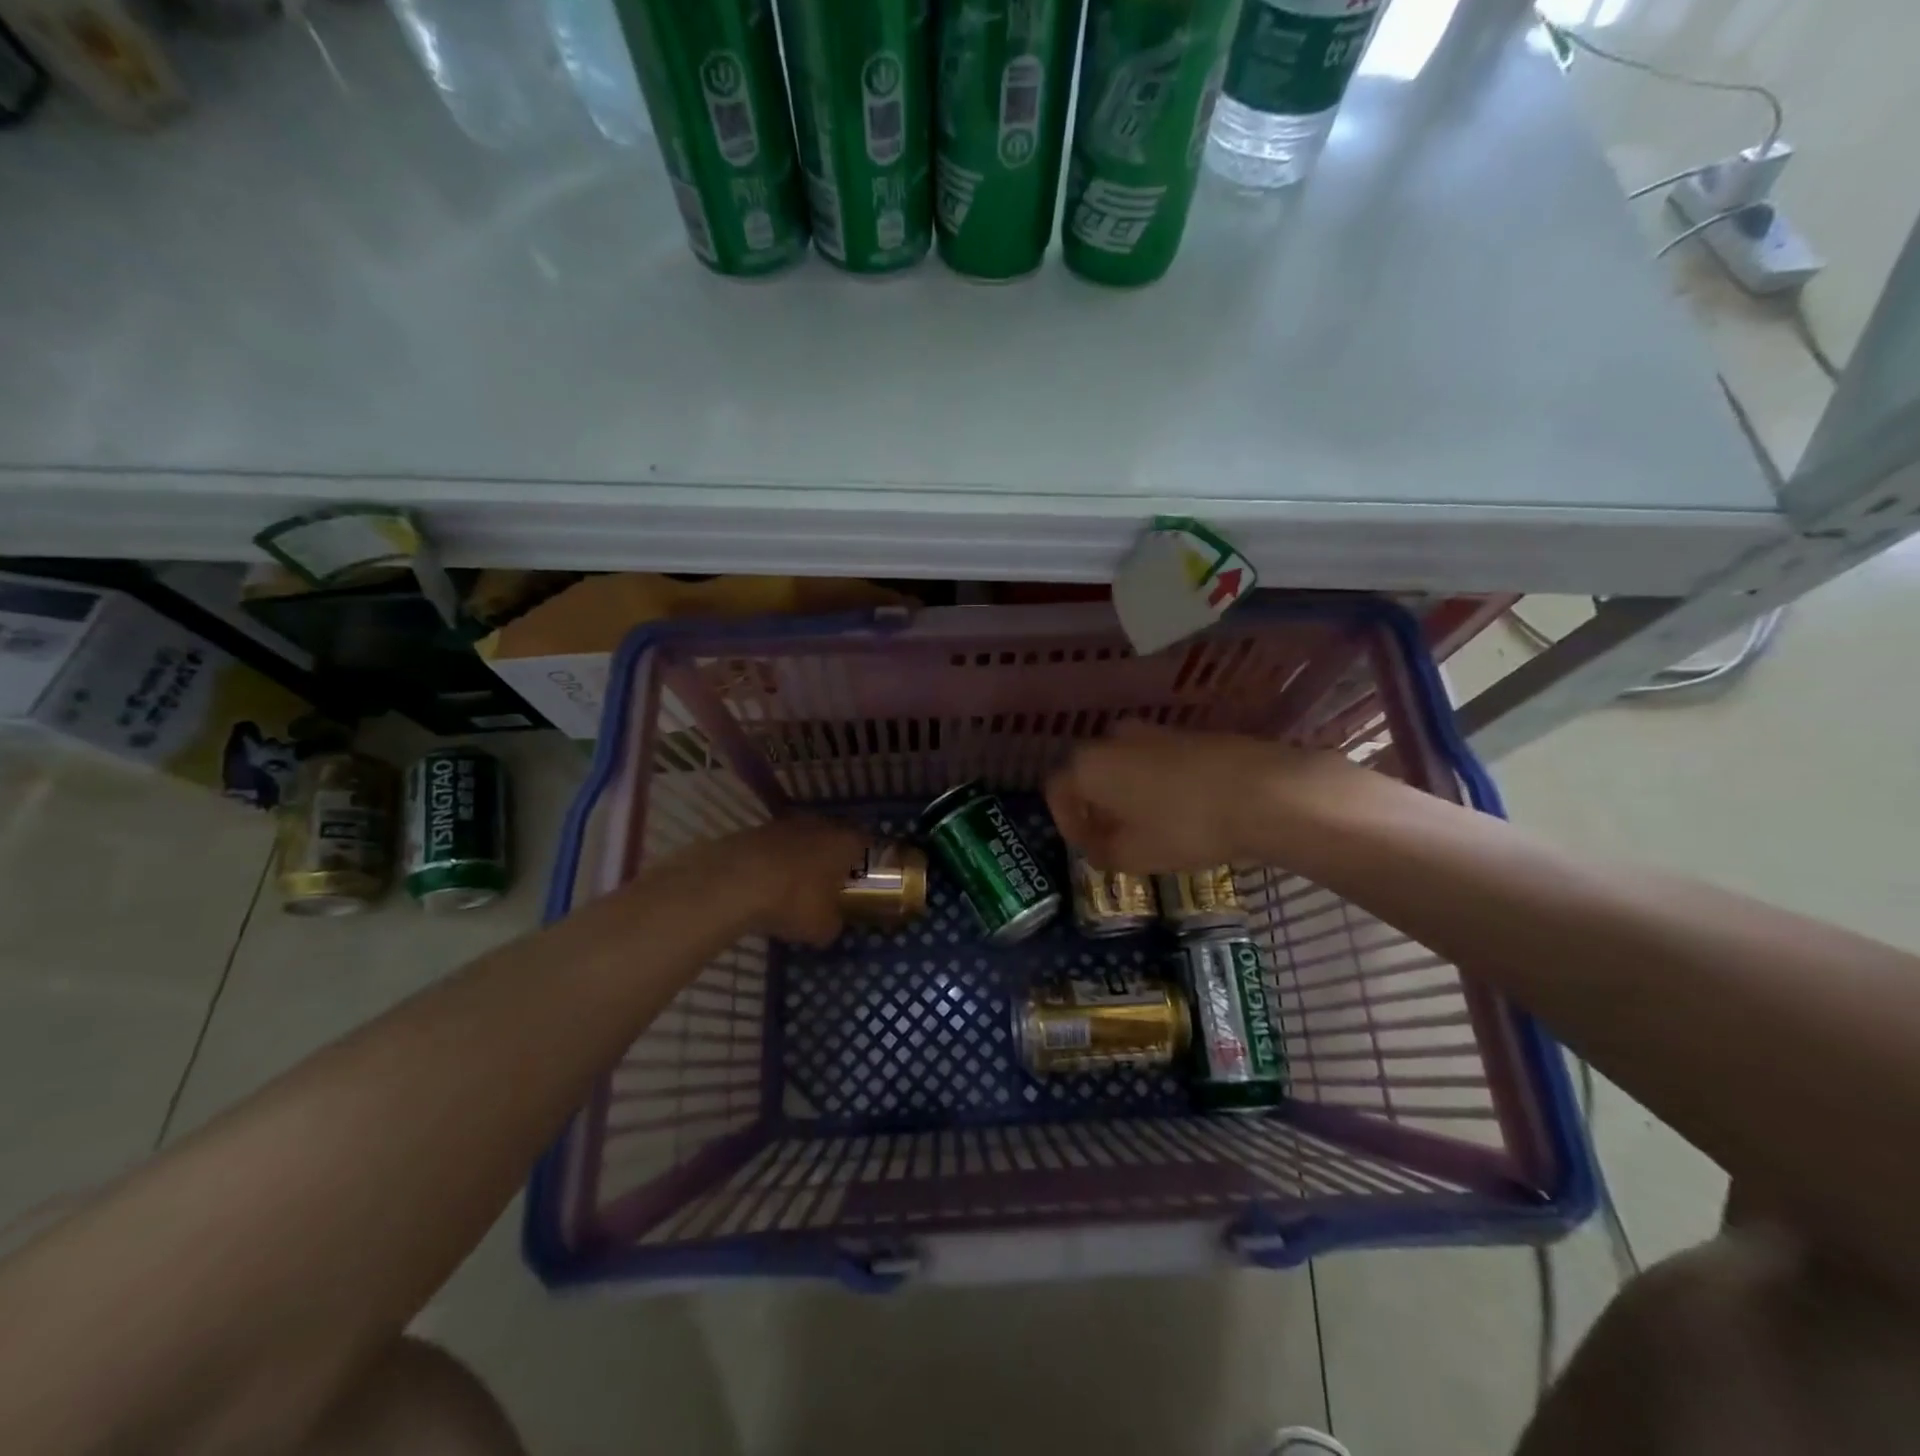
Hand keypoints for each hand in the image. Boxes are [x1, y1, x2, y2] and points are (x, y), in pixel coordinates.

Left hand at [731, 816, 871, 946]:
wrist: (734, 882)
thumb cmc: (793, 901)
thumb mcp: (822, 928)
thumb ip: (834, 923)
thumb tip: (831, 923)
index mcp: (845, 842)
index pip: (865, 844)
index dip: (864, 862)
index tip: (859, 881)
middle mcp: (819, 825)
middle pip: (832, 839)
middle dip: (831, 859)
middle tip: (828, 885)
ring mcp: (785, 824)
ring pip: (802, 840)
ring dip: (800, 859)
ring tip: (793, 887)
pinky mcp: (755, 830)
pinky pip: (774, 847)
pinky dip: (774, 862)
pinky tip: (765, 884)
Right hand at [1045, 721, 1365, 872]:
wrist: (1262, 792)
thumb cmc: (1184, 826)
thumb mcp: (1134, 855)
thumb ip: (1102, 853)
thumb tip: (1097, 847)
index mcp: (1089, 765)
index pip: (1057, 791)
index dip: (1067, 824)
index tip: (1088, 848)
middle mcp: (1113, 739)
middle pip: (1090, 773)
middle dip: (1095, 806)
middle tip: (1113, 837)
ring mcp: (1154, 731)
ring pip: (1124, 764)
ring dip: (1126, 793)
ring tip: (1149, 826)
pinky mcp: (1189, 733)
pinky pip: (1156, 760)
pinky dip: (1156, 783)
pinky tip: (1181, 810)